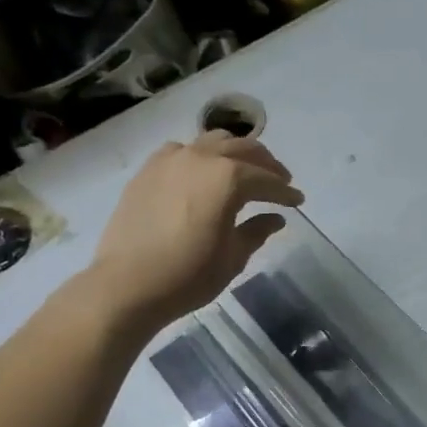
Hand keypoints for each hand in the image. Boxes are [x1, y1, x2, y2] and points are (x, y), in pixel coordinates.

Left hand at [82, 131, 303, 331]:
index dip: (286, 192)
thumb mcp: (233, 257)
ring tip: (245, 170)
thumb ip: (256, 231)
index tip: (299, 201)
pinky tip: (202, 173)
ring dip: (235, 153)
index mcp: (229, 178)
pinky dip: (201, 156)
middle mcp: (202, 158)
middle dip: (266, 165)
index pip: (267, 180)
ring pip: (213, 142)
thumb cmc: (188, 275)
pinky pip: (182, 151)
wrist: (127, 285)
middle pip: (244, 149)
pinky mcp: (149, 169)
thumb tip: (275, 218)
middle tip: (280, 180)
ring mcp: (171, 160)